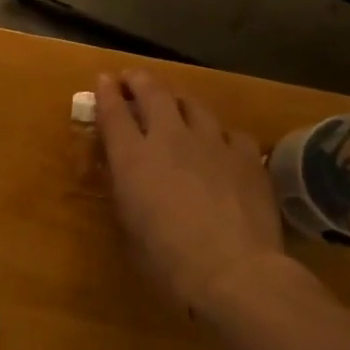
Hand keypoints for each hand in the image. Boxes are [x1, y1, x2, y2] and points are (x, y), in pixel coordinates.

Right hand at [95, 70, 286, 317]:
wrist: (233, 270)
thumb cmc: (167, 259)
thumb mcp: (130, 223)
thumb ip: (125, 189)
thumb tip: (126, 173)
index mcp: (132, 157)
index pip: (113, 111)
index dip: (106, 92)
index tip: (103, 80)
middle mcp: (169, 138)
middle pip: (152, 93)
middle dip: (139, 81)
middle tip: (133, 79)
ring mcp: (211, 142)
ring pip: (193, 104)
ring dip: (179, 101)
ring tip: (176, 105)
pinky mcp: (246, 155)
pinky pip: (230, 132)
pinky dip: (219, 134)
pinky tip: (221, 145)